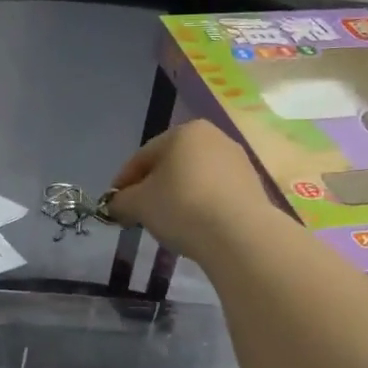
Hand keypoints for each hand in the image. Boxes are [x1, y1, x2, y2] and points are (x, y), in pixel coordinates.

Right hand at [110, 119, 287, 263]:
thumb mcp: (138, 204)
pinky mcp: (252, 186)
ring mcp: (237, 161)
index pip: (142, 157)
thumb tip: (116, 205)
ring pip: (194, 180)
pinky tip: (194, 227)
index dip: (123, 183)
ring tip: (167, 224)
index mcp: (184, 132)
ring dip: (177, 198)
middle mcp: (214, 138)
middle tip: (138, 215)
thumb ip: (121, 201)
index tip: (114, 206)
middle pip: (170, 166)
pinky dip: (200, 207)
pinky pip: (215, 194)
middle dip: (152, 190)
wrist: (239, 234)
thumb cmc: (181, 207)